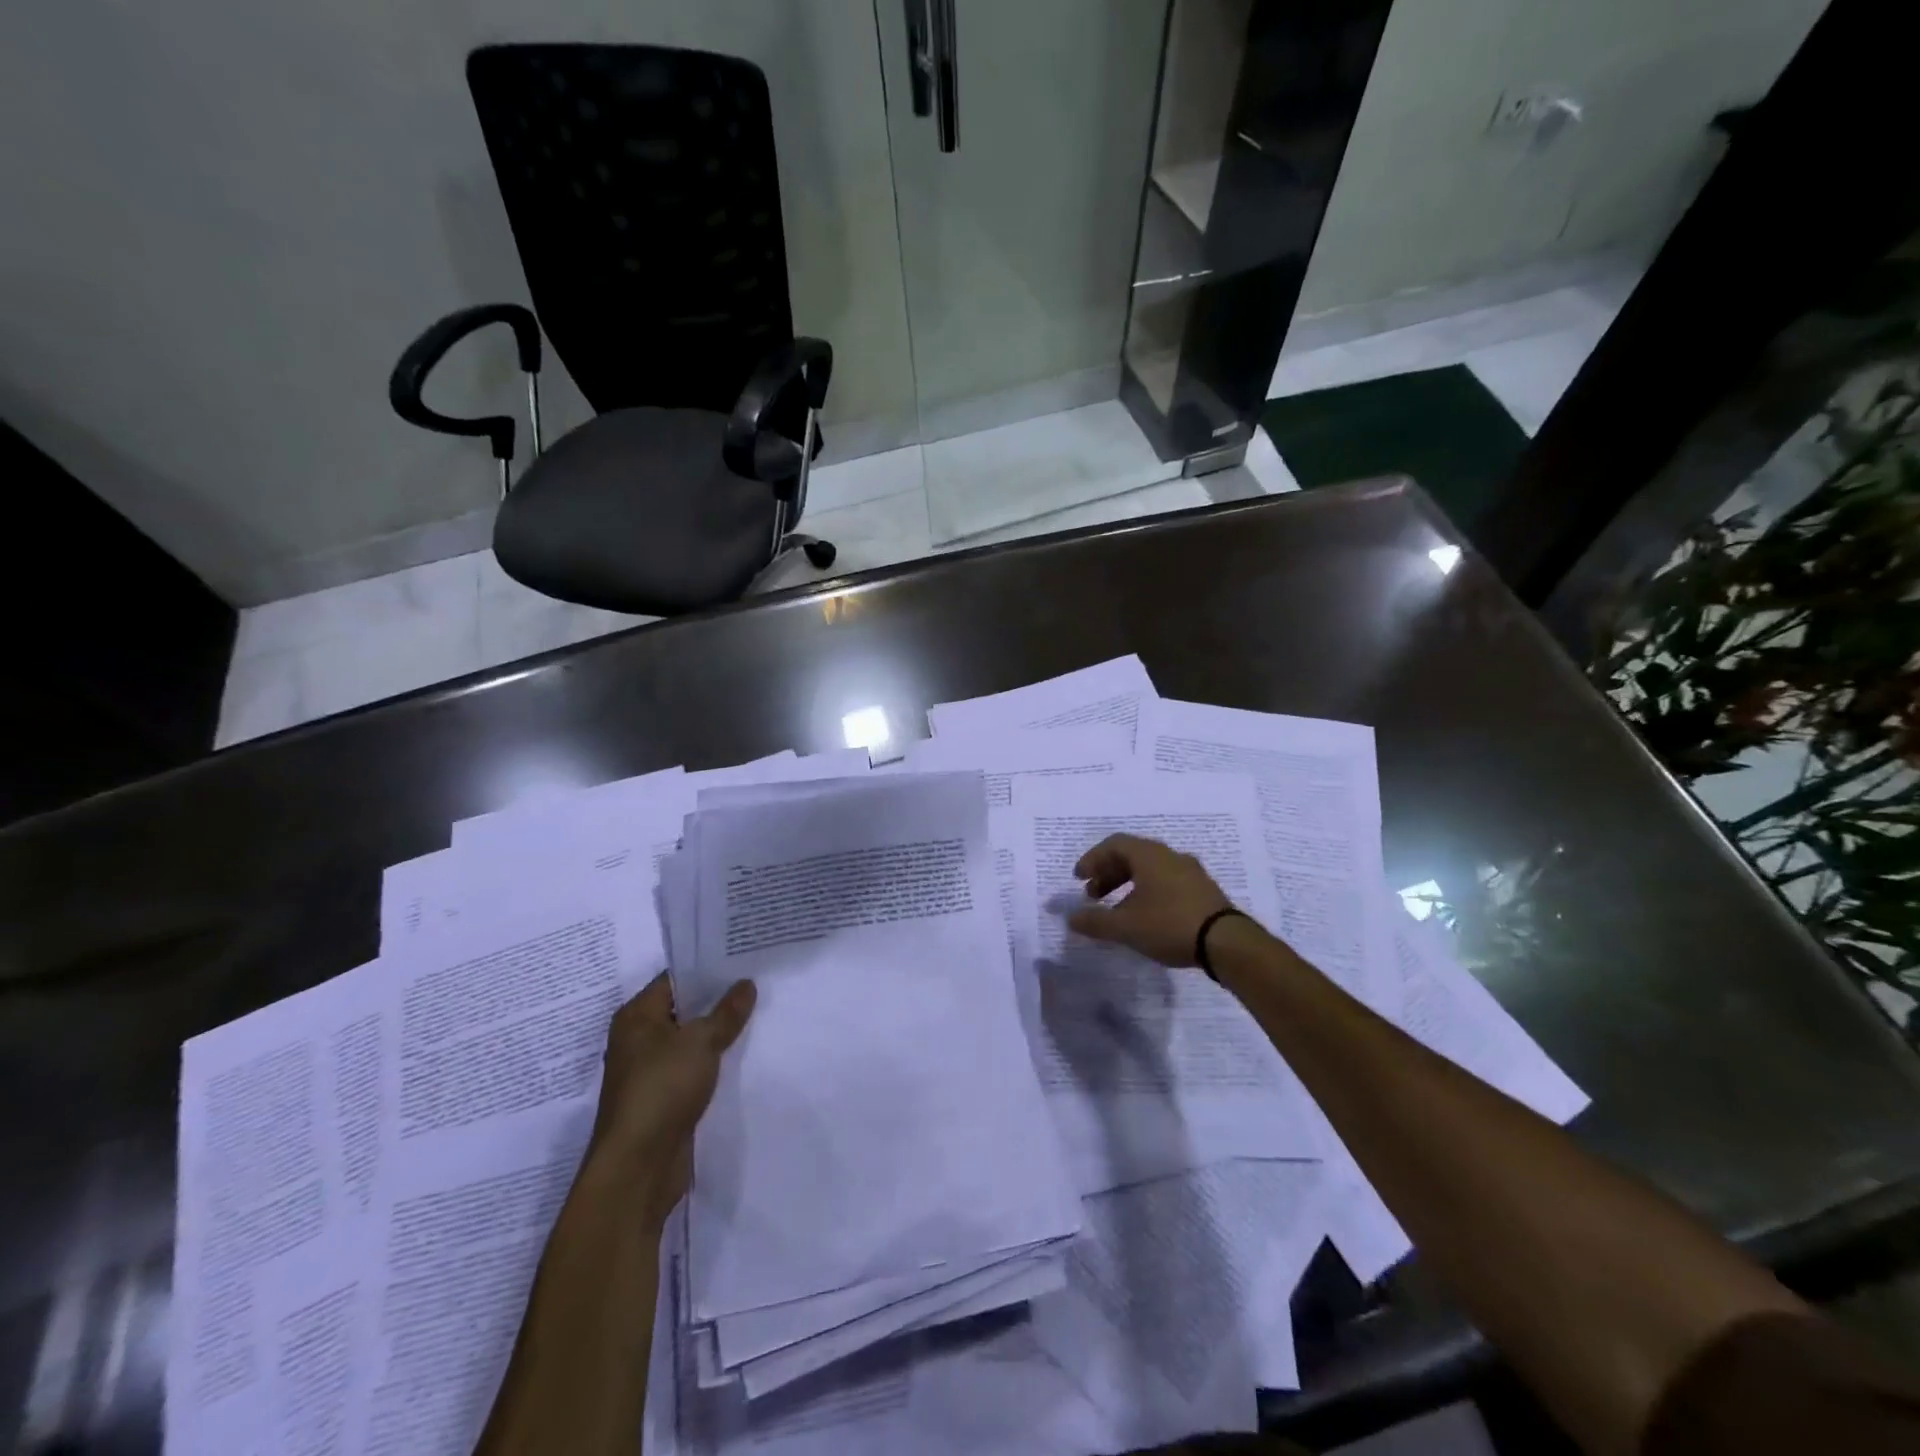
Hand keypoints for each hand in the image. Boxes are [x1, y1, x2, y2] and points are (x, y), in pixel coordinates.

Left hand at [585, 974, 755, 1226]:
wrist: (639, 1166)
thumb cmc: (662, 1089)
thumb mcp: (701, 1042)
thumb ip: (726, 1012)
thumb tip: (746, 984)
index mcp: (636, 1017)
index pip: (674, 979)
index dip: (707, 968)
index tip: (741, 958)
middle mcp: (638, 1039)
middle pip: (683, 1009)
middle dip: (717, 1000)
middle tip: (757, 982)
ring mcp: (649, 1071)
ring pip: (689, 1041)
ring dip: (717, 1033)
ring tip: (757, 1014)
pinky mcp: (662, 1099)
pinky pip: (692, 1068)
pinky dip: (713, 1062)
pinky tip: (743, 1054)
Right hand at [1067, 834, 1235, 967]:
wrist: (1227, 942)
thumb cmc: (1169, 924)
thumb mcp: (1125, 926)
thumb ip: (1095, 921)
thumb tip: (1070, 918)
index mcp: (1149, 855)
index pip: (1114, 844)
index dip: (1092, 859)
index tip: (1078, 879)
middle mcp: (1170, 856)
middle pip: (1131, 855)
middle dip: (1108, 873)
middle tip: (1093, 895)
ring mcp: (1190, 872)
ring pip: (1150, 869)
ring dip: (1127, 883)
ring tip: (1117, 908)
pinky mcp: (1203, 890)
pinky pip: (1166, 881)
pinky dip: (1147, 891)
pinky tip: (1145, 915)